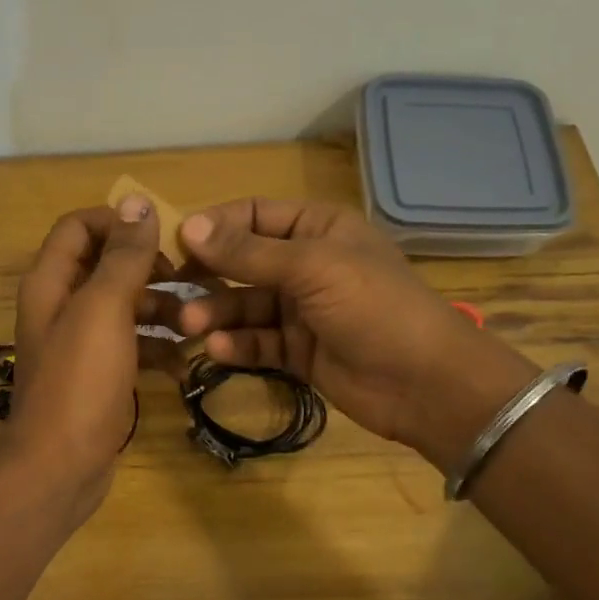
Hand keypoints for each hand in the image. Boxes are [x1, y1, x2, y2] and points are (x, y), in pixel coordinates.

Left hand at [4, 196, 168, 520]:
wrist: (60, 467)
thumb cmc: (79, 382)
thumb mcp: (103, 310)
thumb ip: (121, 256)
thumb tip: (138, 201)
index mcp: (51, 282)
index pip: (79, 227)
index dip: (119, 223)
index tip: (163, 239)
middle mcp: (61, 306)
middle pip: (107, 268)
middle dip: (151, 271)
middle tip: (192, 283)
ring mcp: (79, 345)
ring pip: (125, 309)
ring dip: (161, 312)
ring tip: (197, 327)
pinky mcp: (97, 377)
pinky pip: (131, 348)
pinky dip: (156, 350)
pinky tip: (184, 365)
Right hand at [165, 199, 534, 460]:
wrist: (426, 383)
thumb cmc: (374, 308)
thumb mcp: (311, 268)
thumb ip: (248, 252)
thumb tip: (188, 225)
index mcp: (317, 228)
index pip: (253, 216)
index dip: (214, 227)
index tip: (175, 245)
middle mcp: (307, 264)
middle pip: (243, 263)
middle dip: (209, 276)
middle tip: (172, 291)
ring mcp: (303, 310)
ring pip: (246, 306)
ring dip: (216, 313)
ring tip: (189, 325)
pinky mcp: (299, 351)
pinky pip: (258, 342)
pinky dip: (237, 345)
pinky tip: (217, 349)